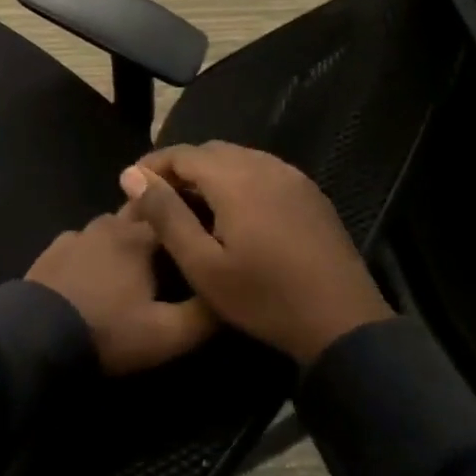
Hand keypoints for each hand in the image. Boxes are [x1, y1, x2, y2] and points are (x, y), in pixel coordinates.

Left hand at [26, 213, 217, 375]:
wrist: (35, 335)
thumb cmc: (108, 330)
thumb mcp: (166, 334)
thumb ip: (204, 315)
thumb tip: (229, 294)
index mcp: (138, 237)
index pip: (175, 212)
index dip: (192, 219)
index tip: (207, 229)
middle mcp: (108, 225)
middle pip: (141, 214)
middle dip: (159, 223)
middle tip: (173, 247)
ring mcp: (76, 235)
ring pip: (111, 227)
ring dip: (126, 238)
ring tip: (138, 263)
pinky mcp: (53, 250)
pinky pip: (85, 243)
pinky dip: (97, 251)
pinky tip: (98, 273)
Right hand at [118, 143, 392, 363]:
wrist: (344, 324)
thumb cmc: (264, 298)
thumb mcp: (202, 265)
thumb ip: (165, 215)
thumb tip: (132, 175)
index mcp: (235, 179)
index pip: (182, 153)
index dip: (152, 165)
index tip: (131, 188)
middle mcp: (264, 165)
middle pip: (210, 151)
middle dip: (180, 168)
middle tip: (159, 200)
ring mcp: (292, 177)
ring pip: (238, 158)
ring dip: (209, 174)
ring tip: (192, 207)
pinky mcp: (309, 193)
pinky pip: (263, 171)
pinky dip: (238, 180)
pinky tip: (233, 213)